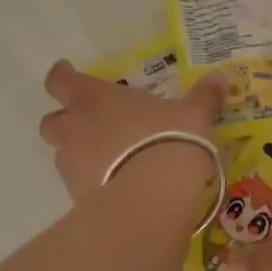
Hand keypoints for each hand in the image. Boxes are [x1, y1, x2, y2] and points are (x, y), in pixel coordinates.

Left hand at [38, 61, 223, 203]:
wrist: (153, 197)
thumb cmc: (169, 138)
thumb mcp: (194, 114)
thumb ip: (204, 97)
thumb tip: (220, 79)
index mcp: (94, 98)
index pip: (60, 80)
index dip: (62, 75)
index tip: (67, 72)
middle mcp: (74, 128)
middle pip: (52, 121)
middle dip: (66, 121)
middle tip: (90, 123)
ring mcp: (71, 165)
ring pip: (62, 154)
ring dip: (78, 153)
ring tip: (108, 159)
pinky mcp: (77, 198)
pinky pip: (78, 184)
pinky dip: (91, 182)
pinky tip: (117, 185)